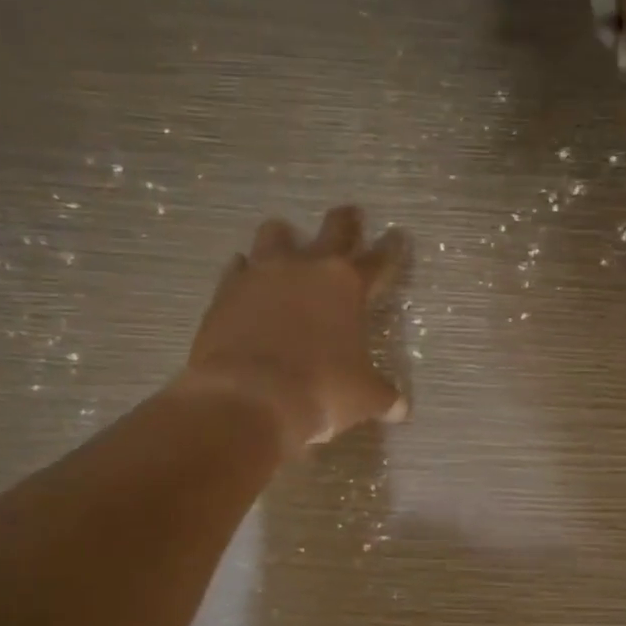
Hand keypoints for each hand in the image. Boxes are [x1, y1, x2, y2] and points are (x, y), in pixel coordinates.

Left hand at [178, 205, 407, 454]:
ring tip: (286, 243)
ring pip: (275, 234)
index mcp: (347, 286)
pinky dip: (244, 271)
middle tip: (351, 215)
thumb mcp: (364, 398)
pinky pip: (236, 268)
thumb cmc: (320, 391)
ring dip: (285, 237)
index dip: (391, 249)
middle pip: (333, 230)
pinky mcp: (225, 291)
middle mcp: (306, 268)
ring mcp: (261, 274)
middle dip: (346, 222)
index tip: (397, 237)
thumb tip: (401, 410)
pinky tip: (245, 280)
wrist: (249, 398)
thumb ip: (384, 396)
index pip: (379, 260)